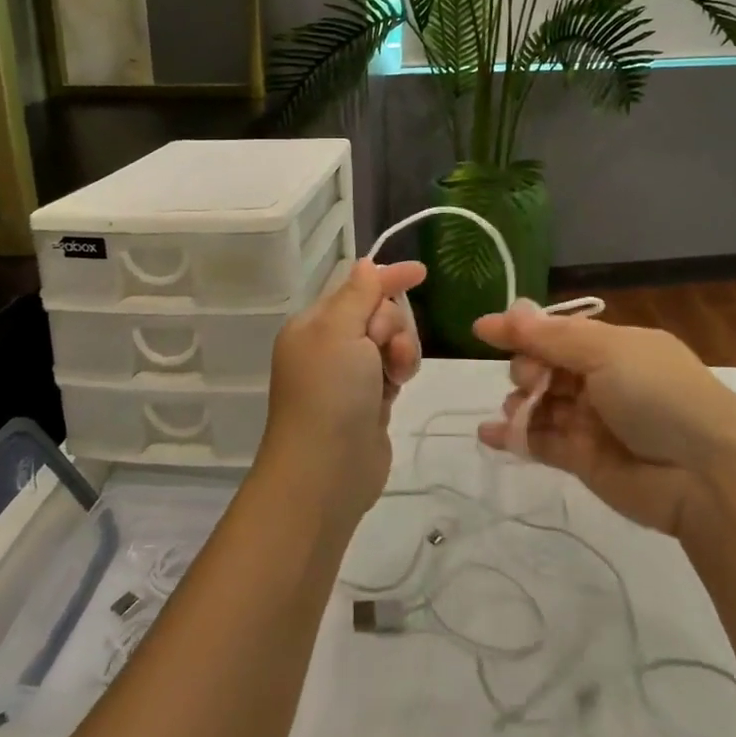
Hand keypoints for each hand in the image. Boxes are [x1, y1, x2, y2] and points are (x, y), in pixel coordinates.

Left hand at [260, 258, 425, 527]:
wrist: (325, 473)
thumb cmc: (329, 394)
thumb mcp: (339, 331)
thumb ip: (358, 294)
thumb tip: (365, 264)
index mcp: (314, 324)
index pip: (356, 287)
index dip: (388, 277)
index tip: (421, 271)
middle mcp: (329, 346)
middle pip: (378, 313)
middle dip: (391, 325)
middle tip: (382, 350)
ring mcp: (349, 376)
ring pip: (391, 343)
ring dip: (400, 351)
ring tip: (393, 377)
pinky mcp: (368, 402)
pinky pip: (393, 371)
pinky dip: (399, 374)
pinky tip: (394, 391)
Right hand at [470, 303, 735, 537]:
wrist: (704, 475)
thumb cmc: (658, 395)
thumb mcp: (607, 351)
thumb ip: (549, 337)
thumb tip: (501, 314)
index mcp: (614, 345)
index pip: (558, 332)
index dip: (522, 330)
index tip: (483, 330)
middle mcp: (601, 380)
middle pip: (544, 366)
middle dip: (527, 367)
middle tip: (532, 379)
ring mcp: (592, 421)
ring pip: (540, 404)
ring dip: (520, 401)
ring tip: (521, 409)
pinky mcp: (583, 460)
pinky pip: (540, 442)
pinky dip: (513, 436)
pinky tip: (489, 433)